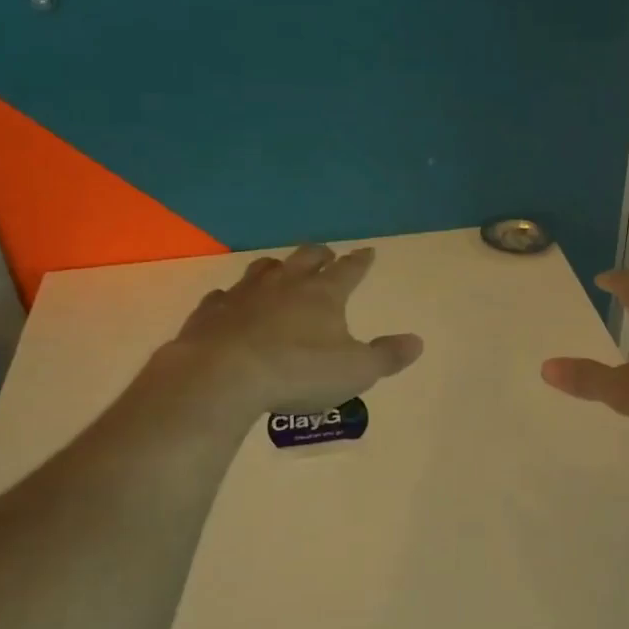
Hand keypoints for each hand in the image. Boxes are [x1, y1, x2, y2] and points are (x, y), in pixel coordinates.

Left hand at [152, 244, 422, 418]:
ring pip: (264, 269)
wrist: (223, 376)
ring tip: (281, 270)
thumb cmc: (298, 372)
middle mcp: (285, 284)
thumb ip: (387, 356)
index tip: (368, 252)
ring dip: (277, 268)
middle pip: (306, 258)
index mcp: (323, 294)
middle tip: (327, 255)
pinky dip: (232, 297)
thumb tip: (417, 341)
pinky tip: (229, 303)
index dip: (361, 261)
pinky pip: (223, 296)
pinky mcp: (211, 312)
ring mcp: (244, 294)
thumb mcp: (355, 371)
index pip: (349, 270)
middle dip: (320, 255)